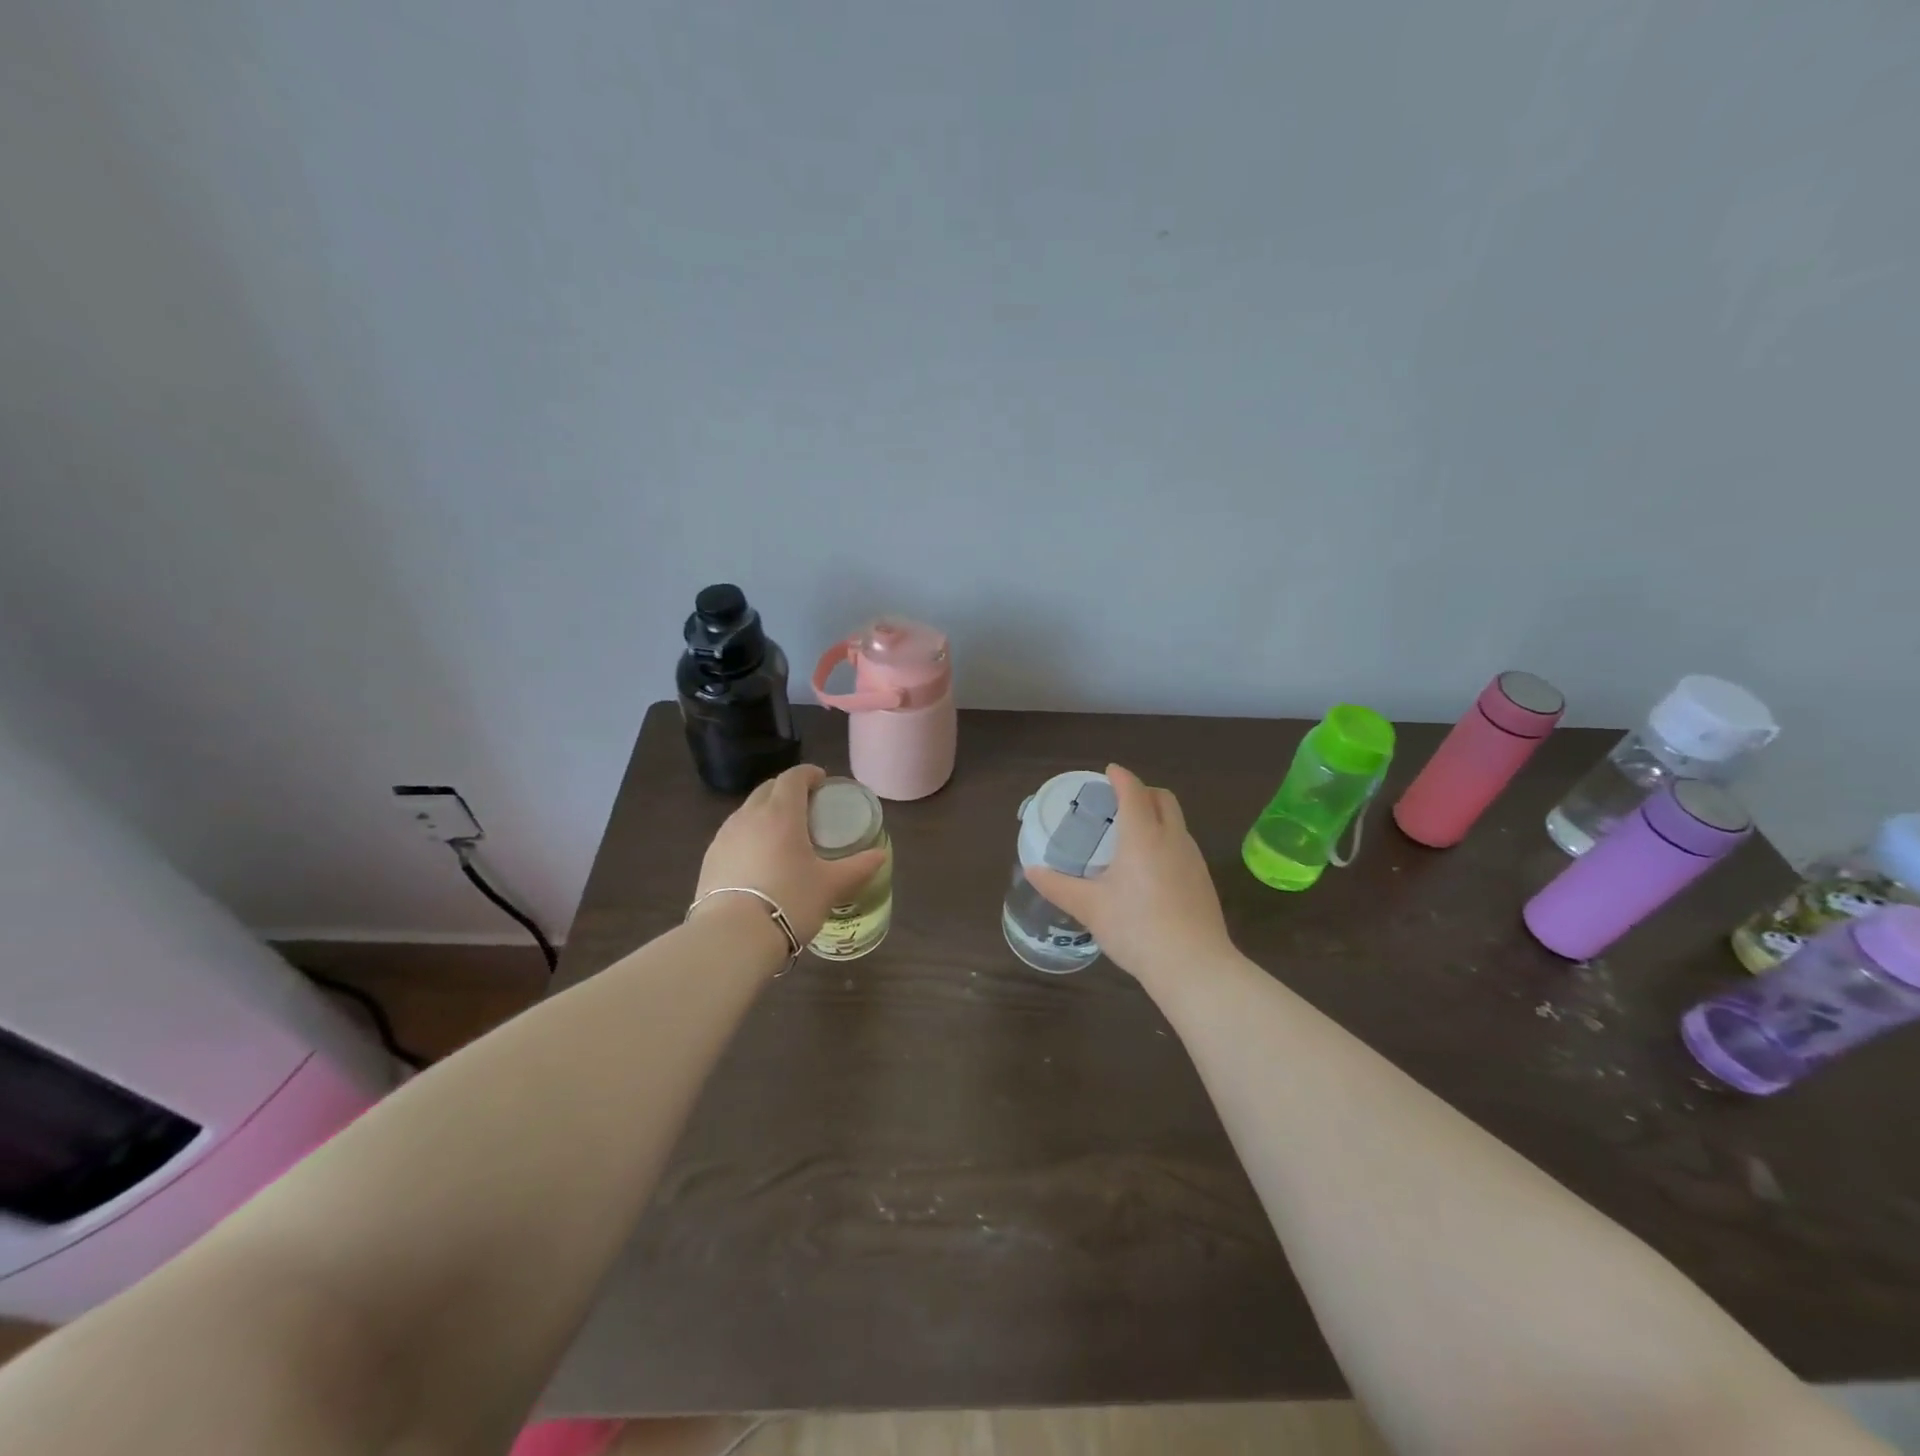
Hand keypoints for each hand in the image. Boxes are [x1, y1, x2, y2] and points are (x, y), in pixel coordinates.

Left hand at [695, 765, 888, 943]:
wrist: (732, 936)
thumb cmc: (790, 901)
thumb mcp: (831, 885)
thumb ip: (858, 867)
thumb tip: (880, 855)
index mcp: (781, 813)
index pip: (793, 777)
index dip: (808, 774)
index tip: (821, 781)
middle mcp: (749, 816)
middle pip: (767, 789)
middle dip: (786, 789)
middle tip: (806, 806)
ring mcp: (724, 836)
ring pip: (747, 811)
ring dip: (765, 812)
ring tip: (782, 833)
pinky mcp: (709, 858)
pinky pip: (733, 834)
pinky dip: (749, 835)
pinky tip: (758, 859)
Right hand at [1025, 763, 1235, 986]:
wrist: (1193, 965)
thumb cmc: (1136, 927)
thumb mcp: (1089, 907)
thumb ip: (1058, 886)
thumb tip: (1031, 871)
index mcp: (1142, 835)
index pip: (1133, 790)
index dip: (1120, 777)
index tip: (1108, 772)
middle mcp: (1172, 838)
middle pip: (1162, 798)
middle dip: (1142, 791)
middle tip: (1118, 802)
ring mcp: (1193, 859)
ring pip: (1176, 822)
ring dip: (1156, 816)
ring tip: (1131, 835)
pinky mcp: (1203, 880)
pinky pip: (1183, 845)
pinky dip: (1165, 840)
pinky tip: (1150, 869)